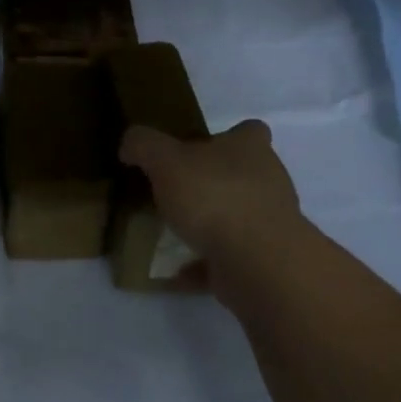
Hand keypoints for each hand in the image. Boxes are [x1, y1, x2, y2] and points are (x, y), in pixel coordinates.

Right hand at [118, 119, 305, 275]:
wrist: (258, 264)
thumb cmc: (214, 197)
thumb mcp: (165, 160)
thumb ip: (144, 145)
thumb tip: (130, 144)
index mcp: (250, 148)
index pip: (248, 131)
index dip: (228, 136)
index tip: (199, 147)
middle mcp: (268, 181)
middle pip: (243, 174)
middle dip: (214, 182)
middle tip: (176, 190)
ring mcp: (270, 224)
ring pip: (237, 217)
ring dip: (211, 225)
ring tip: (172, 233)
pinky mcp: (264, 261)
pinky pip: (228, 258)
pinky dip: (204, 264)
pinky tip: (176, 270)